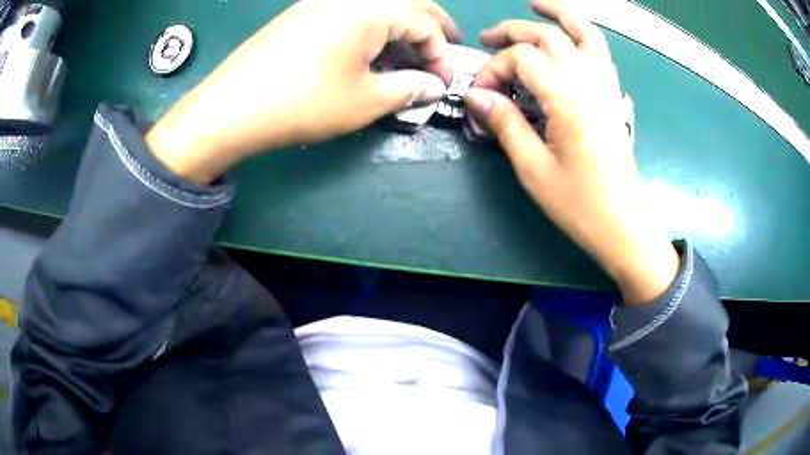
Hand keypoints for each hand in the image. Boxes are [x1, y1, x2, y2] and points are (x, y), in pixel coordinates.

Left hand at [146, 0, 459, 183]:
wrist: (232, 108)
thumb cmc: (304, 102)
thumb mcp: (366, 100)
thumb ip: (409, 88)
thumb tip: (433, 85)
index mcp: (371, 8)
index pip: (425, 22)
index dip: (441, 53)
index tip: (443, 82)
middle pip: (404, 3)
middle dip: (431, 27)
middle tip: (445, 49)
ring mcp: (321, 2)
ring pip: (376, 7)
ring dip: (400, 28)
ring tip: (408, 55)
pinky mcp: (302, 14)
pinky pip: (350, 13)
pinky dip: (371, 29)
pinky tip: (369, 51)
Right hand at [464, 0, 677, 303]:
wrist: (625, 225)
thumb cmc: (581, 205)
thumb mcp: (534, 170)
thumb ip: (505, 124)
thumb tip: (477, 97)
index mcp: (568, 98)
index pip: (522, 58)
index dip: (494, 69)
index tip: (480, 95)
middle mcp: (590, 82)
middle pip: (550, 35)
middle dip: (514, 30)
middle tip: (489, 38)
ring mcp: (608, 88)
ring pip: (586, 33)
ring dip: (561, 14)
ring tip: (538, 5)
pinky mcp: (616, 99)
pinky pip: (601, 54)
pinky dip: (583, 36)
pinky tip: (570, 41)